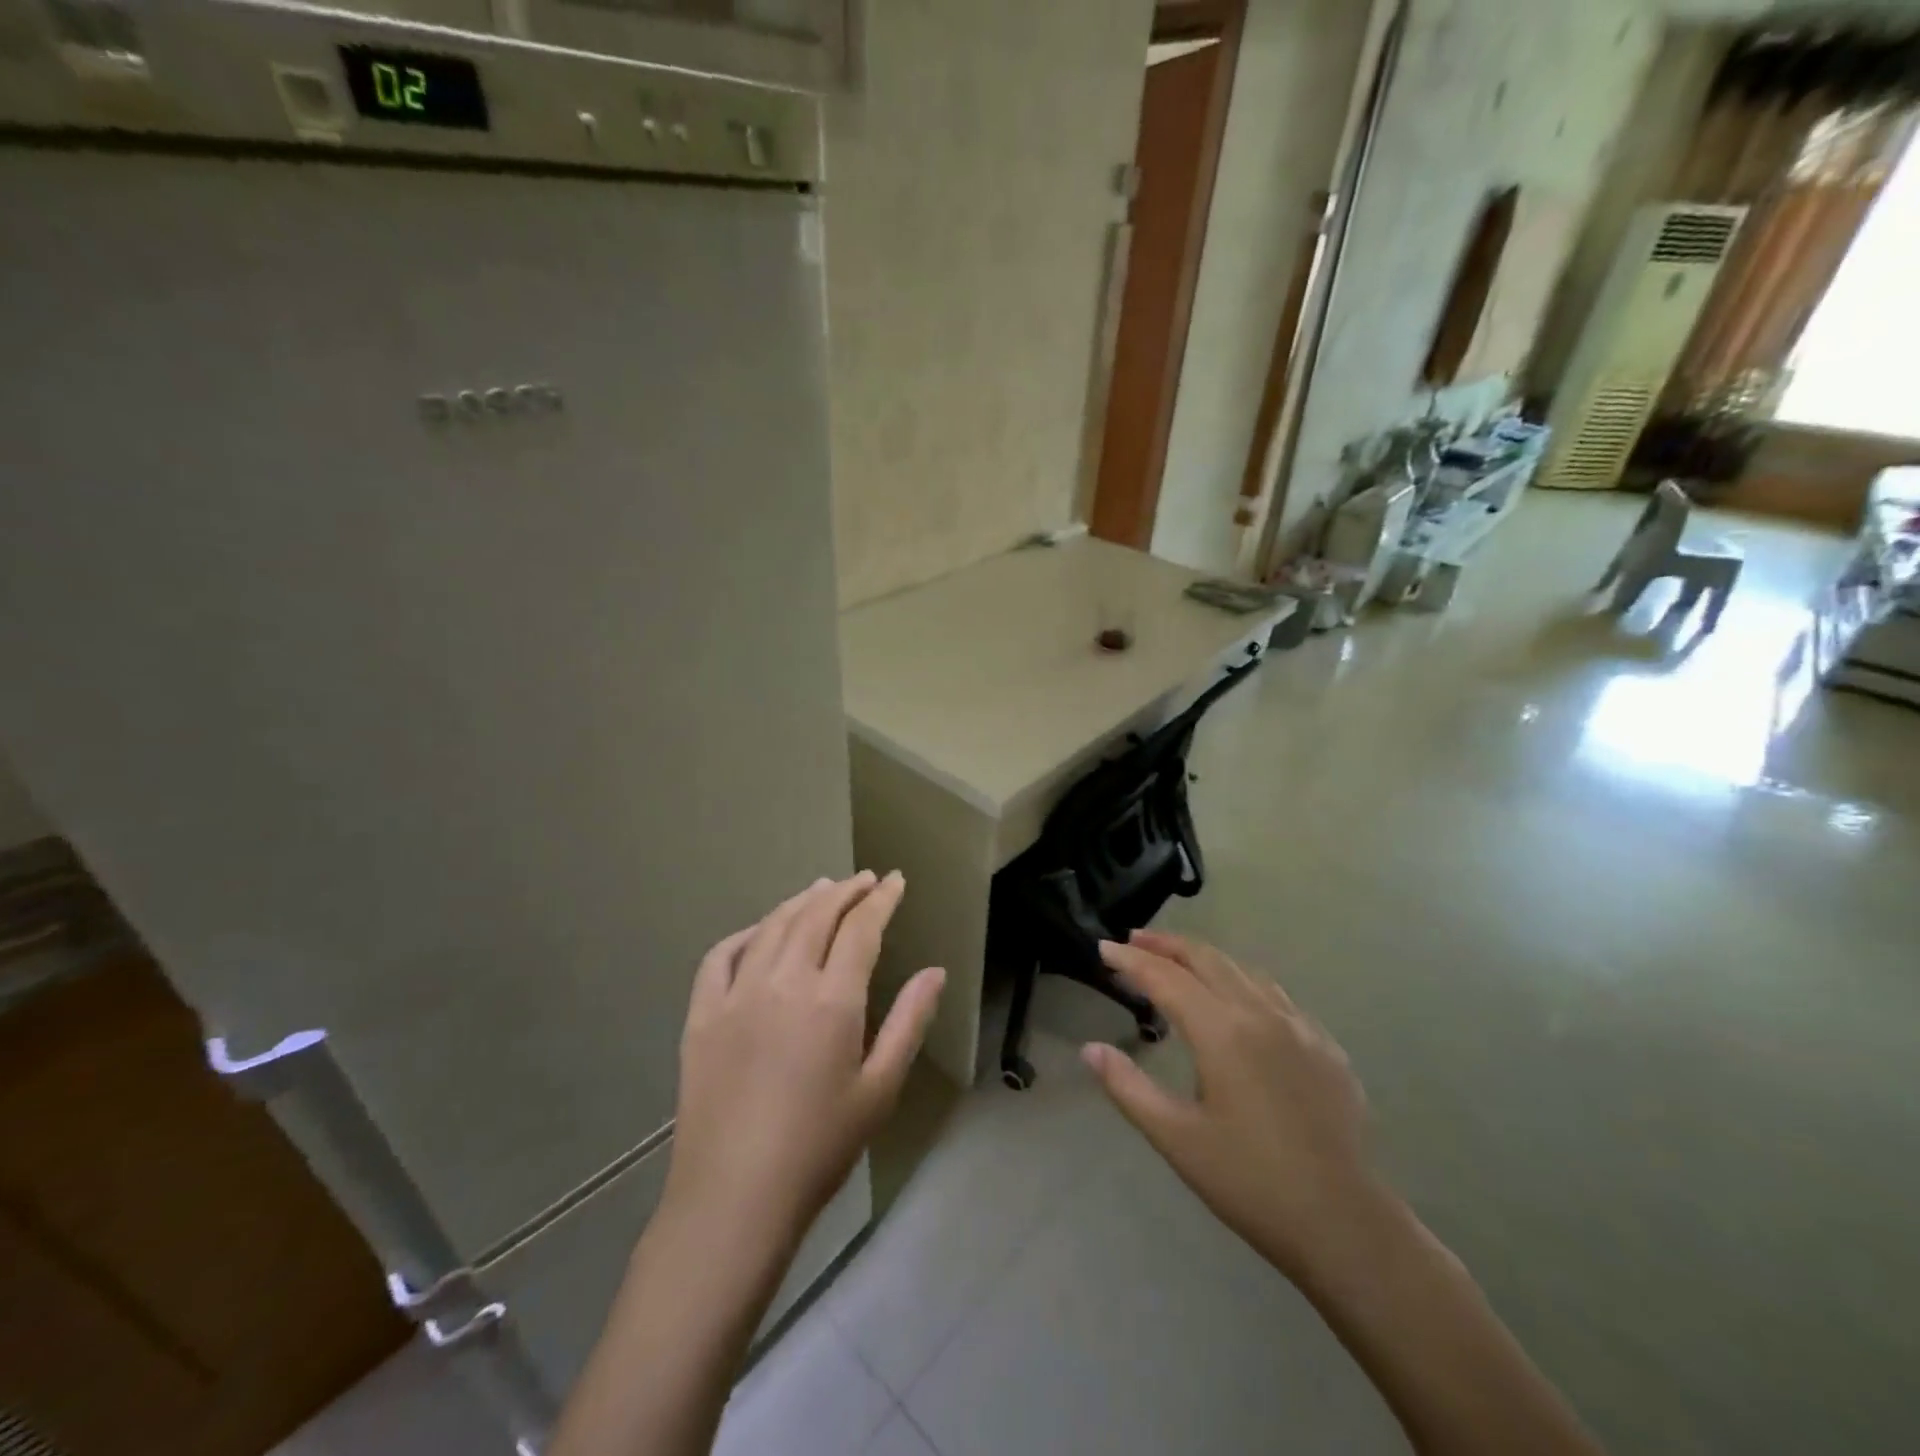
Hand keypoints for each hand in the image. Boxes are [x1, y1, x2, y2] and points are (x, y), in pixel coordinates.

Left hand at [665, 872, 945, 1252]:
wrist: (734, 1198)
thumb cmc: (820, 1148)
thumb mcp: (880, 1088)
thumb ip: (908, 1022)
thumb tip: (934, 971)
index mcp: (831, 1000)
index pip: (861, 928)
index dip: (881, 899)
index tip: (894, 881)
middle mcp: (783, 982)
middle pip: (817, 915)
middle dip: (845, 890)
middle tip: (865, 881)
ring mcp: (736, 994)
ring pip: (773, 926)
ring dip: (802, 901)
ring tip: (822, 889)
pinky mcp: (702, 1015)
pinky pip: (721, 956)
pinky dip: (747, 932)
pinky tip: (760, 932)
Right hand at [1083, 930, 1381, 1280]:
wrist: (1345, 1224)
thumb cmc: (1250, 1182)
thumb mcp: (1176, 1138)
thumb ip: (1128, 1087)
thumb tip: (1089, 1049)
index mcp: (1221, 1031)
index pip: (1165, 978)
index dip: (1130, 960)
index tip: (1102, 949)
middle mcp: (1260, 1013)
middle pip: (1206, 958)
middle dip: (1166, 945)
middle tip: (1133, 941)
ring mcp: (1299, 1026)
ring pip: (1243, 970)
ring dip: (1204, 958)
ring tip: (1177, 962)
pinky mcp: (1325, 1046)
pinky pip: (1275, 995)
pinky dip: (1242, 982)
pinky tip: (1237, 1000)